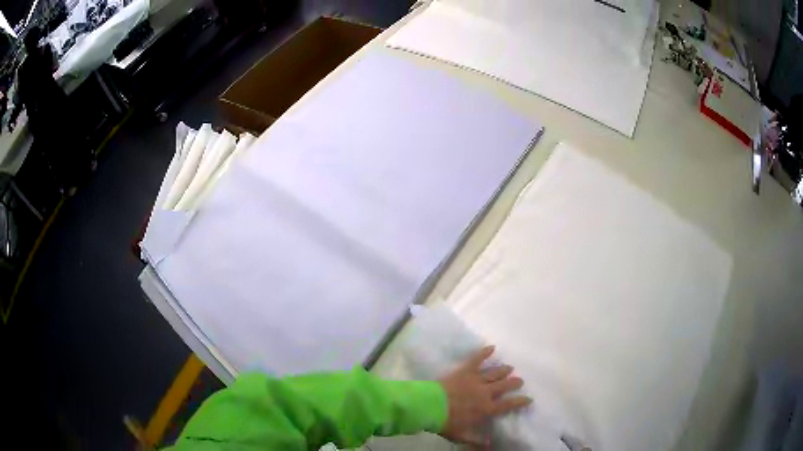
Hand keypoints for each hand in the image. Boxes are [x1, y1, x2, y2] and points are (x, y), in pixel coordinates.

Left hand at [438, 345, 531, 445]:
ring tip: (510, 367)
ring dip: (503, 370)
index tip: (529, 399)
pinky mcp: (465, 371)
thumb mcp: (461, 435)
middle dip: (514, 383)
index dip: (520, 401)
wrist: (430, 406)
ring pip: (495, 372)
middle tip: (520, 380)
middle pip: (505, 385)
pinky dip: (484, 353)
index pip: (508, 404)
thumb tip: (488, 446)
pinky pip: (476, 359)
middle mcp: (485, 393)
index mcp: (486, 409)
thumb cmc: (446, 422)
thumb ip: (476, 440)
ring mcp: (476, 380)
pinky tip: (492, 347)